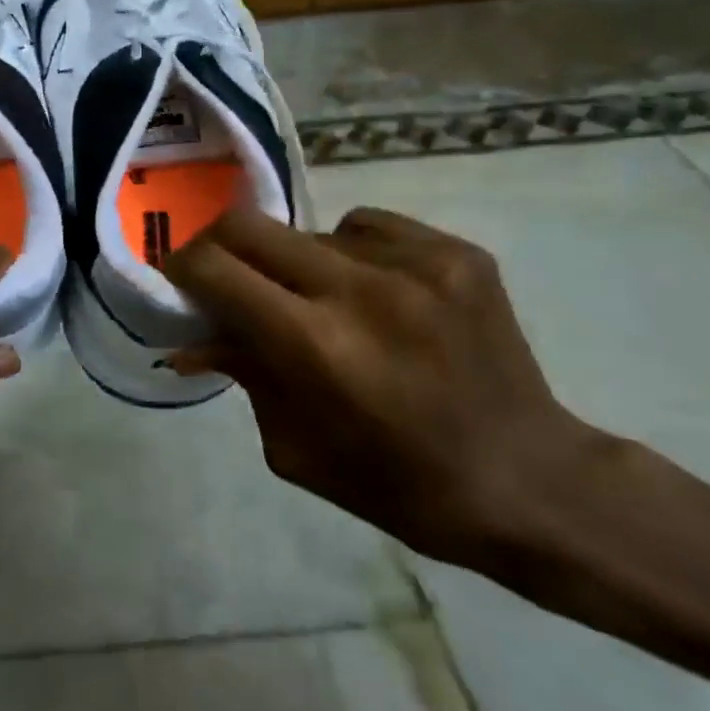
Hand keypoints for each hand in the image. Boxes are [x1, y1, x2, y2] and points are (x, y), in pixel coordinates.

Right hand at [164, 205, 592, 568]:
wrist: (530, 481)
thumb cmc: (397, 484)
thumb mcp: (294, 447)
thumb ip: (242, 375)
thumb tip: (193, 337)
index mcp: (315, 347)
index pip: (214, 269)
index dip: (182, 268)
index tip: (179, 282)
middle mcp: (361, 289)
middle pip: (248, 225)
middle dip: (219, 248)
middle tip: (225, 277)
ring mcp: (416, 262)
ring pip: (309, 231)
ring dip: (294, 264)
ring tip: (322, 304)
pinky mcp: (457, 251)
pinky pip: (366, 227)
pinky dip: (349, 254)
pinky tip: (375, 294)